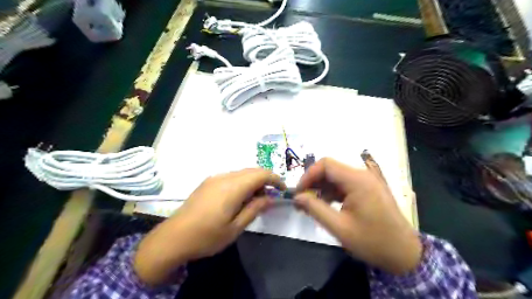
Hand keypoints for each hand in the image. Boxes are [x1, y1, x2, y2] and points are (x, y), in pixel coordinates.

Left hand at [135, 168, 281, 284]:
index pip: (260, 174)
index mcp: (232, 187)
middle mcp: (224, 177)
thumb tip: (270, 198)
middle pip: (251, 171)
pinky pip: (231, 177)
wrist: (173, 237)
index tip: (282, 190)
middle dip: (265, 180)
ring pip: (241, 173)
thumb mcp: (236, 227)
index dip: (275, 179)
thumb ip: (255, 209)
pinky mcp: (208, 182)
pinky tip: (239, 198)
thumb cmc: (207, 236)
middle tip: (270, 197)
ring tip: (255, 200)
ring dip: (253, 181)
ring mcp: (214, 178)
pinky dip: (241, 183)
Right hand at [293, 158, 421, 274]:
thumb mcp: (339, 227)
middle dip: (313, 183)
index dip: (308, 175)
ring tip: (310, 206)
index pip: (326, 164)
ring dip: (321, 188)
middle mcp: (363, 175)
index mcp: (357, 180)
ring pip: (336, 177)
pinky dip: (332, 192)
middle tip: (302, 201)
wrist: (405, 254)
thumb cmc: (372, 242)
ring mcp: (367, 181)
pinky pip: (345, 184)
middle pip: (330, 169)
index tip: (298, 192)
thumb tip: (296, 197)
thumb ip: (315, 209)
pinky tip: (326, 206)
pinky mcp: (368, 189)